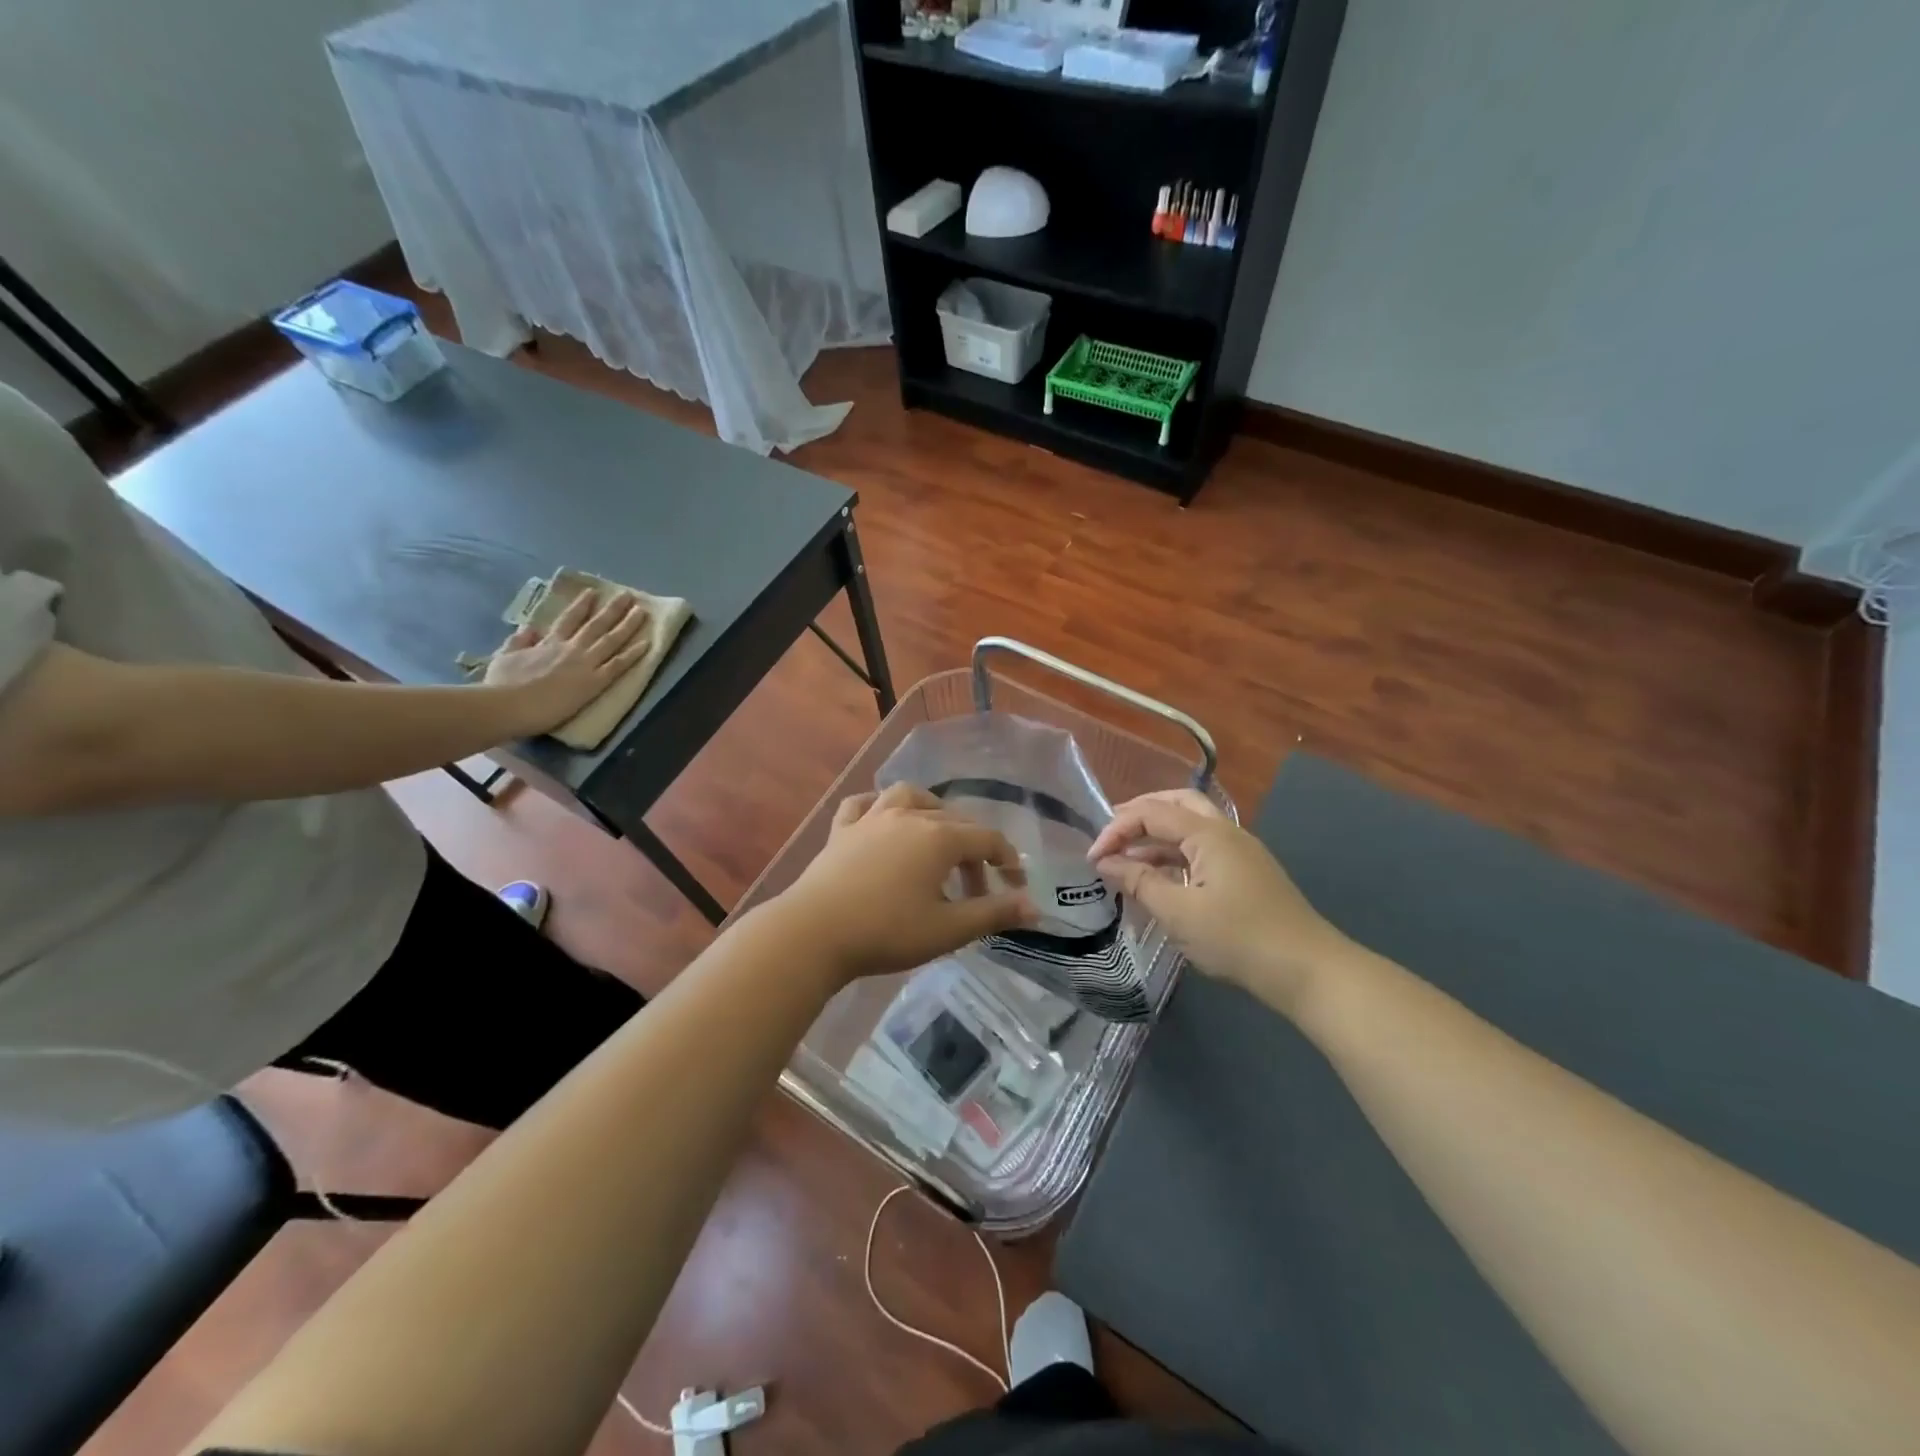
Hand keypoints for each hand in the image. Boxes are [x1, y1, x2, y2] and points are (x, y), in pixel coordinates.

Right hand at [483, 590, 651, 735]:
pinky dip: (634, 654)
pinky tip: (648, 644)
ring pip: (612, 639)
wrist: (507, 705)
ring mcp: (584, 663)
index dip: (582, 605)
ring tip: (642, 612)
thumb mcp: (505, 656)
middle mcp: (570, 648)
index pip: (569, 619)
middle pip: (596, 624)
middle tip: (629, 596)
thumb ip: (519, 641)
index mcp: (548, 643)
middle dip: (613, 609)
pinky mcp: (594, 682)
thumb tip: (528, 628)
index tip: (594, 593)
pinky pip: (619, 665)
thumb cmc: (501, 685)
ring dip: (628, 624)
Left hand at [776, 783, 1038, 983]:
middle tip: (977, 889)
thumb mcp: (948, 929)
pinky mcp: (841, 830)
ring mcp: (872, 818)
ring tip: (937, 836)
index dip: (1008, 862)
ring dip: (932, 812)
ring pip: (910, 797)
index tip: (1015, 889)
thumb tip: (1035, 908)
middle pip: (954, 822)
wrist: (814, 933)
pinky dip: (879, 807)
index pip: (987, 839)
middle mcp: (909, 815)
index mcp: (939, 837)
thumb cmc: (887, 932)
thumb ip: (994, 914)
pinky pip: (864, 804)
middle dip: (974, 852)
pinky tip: (882, 821)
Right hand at [1086, 789, 1351, 1016]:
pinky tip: (1160, 877)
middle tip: (1111, 835)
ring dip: (1157, 835)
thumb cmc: (1238, 938)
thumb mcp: (1178, 912)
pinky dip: (1175, 854)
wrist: (1307, 971)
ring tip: (1127, 858)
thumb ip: (1139, 881)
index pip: (1152, 812)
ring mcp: (1241, 851)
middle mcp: (1226, 832)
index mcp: (1209, 833)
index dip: (1116, 829)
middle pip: (1176, 804)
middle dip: (1139, 815)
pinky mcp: (1247, 873)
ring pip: (1191, 827)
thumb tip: (1105, 862)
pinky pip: (1203, 849)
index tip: (1093, 858)